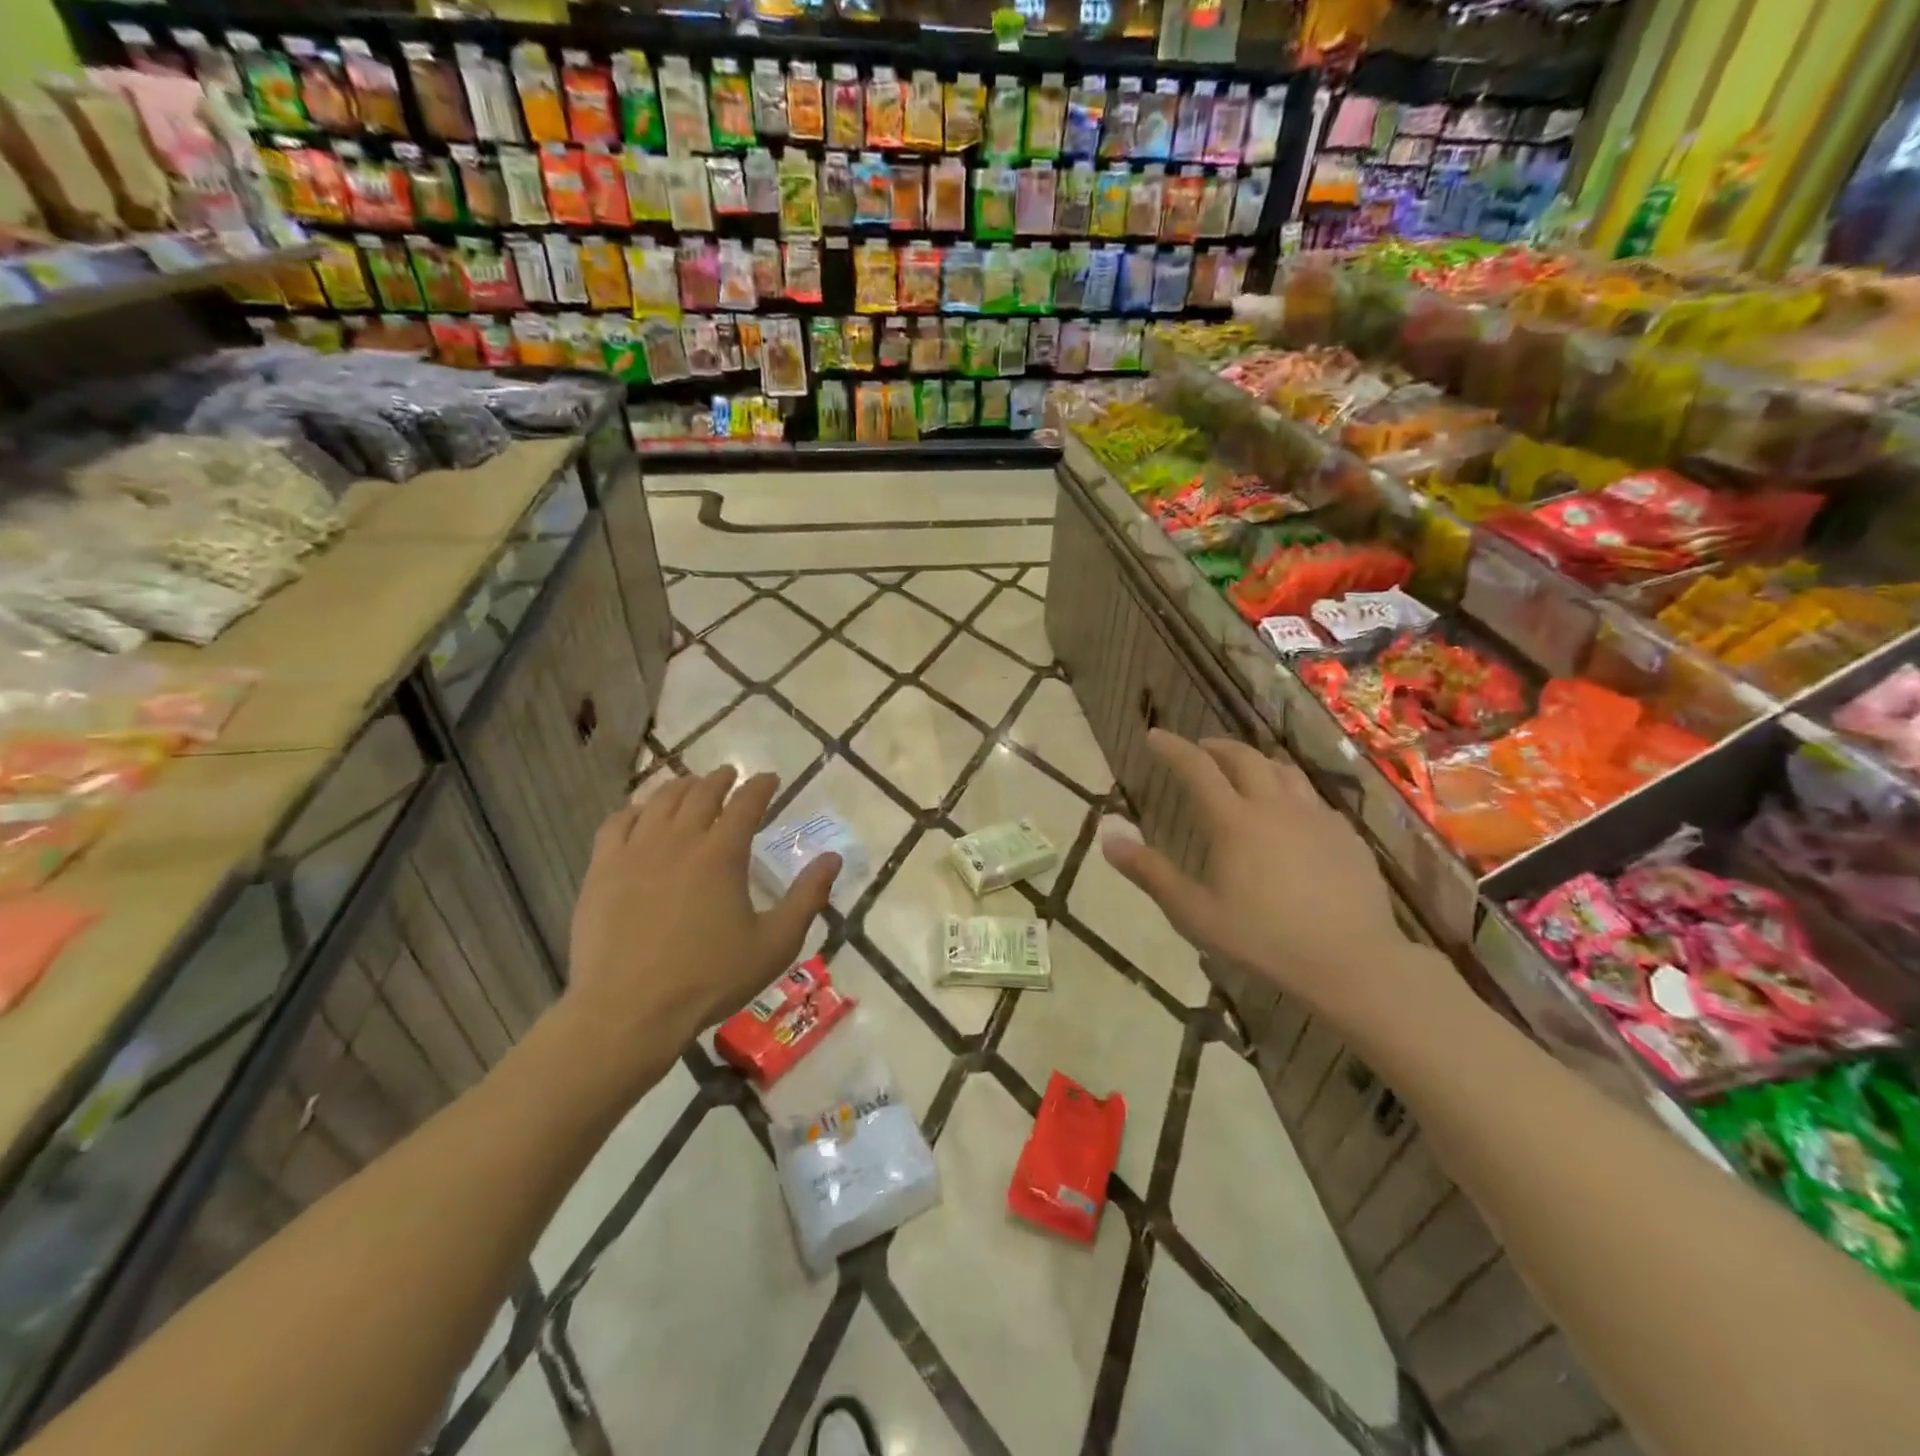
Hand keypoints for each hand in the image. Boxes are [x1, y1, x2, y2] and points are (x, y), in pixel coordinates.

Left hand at [562, 767, 838, 1094]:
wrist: (629, 1011)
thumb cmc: (709, 979)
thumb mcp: (775, 944)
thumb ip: (807, 897)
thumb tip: (832, 858)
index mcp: (722, 854)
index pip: (746, 803)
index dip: (760, 786)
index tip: (769, 779)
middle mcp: (679, 840)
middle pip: (701, 793)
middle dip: (720, 779)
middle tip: (730, 775)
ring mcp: (635, 851)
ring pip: (659, 801)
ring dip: (680, 787)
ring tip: (690, 786)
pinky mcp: (602, 870)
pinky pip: (617, 823)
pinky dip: (635, 810)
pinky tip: (640, 814)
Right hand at [1101, 731, 1422, 1021]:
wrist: (1351, 961)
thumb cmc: (1263, 939)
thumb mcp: (1194, 913)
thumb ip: (1150, 873)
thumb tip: (1108, 838)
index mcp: (1234, 821)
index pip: (1197, 768)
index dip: (1173, 748)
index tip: (1155, 736)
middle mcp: (1275, 806)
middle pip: (1244, 757)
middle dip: (1215, 747)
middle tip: (1199, 749)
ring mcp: (1316, 817)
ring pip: (1283, 770)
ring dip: (1256, 761)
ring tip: (1243, 770)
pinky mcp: (1345, 834)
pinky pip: (1312, 798)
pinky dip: (1289, 791)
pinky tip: (1289, 813)